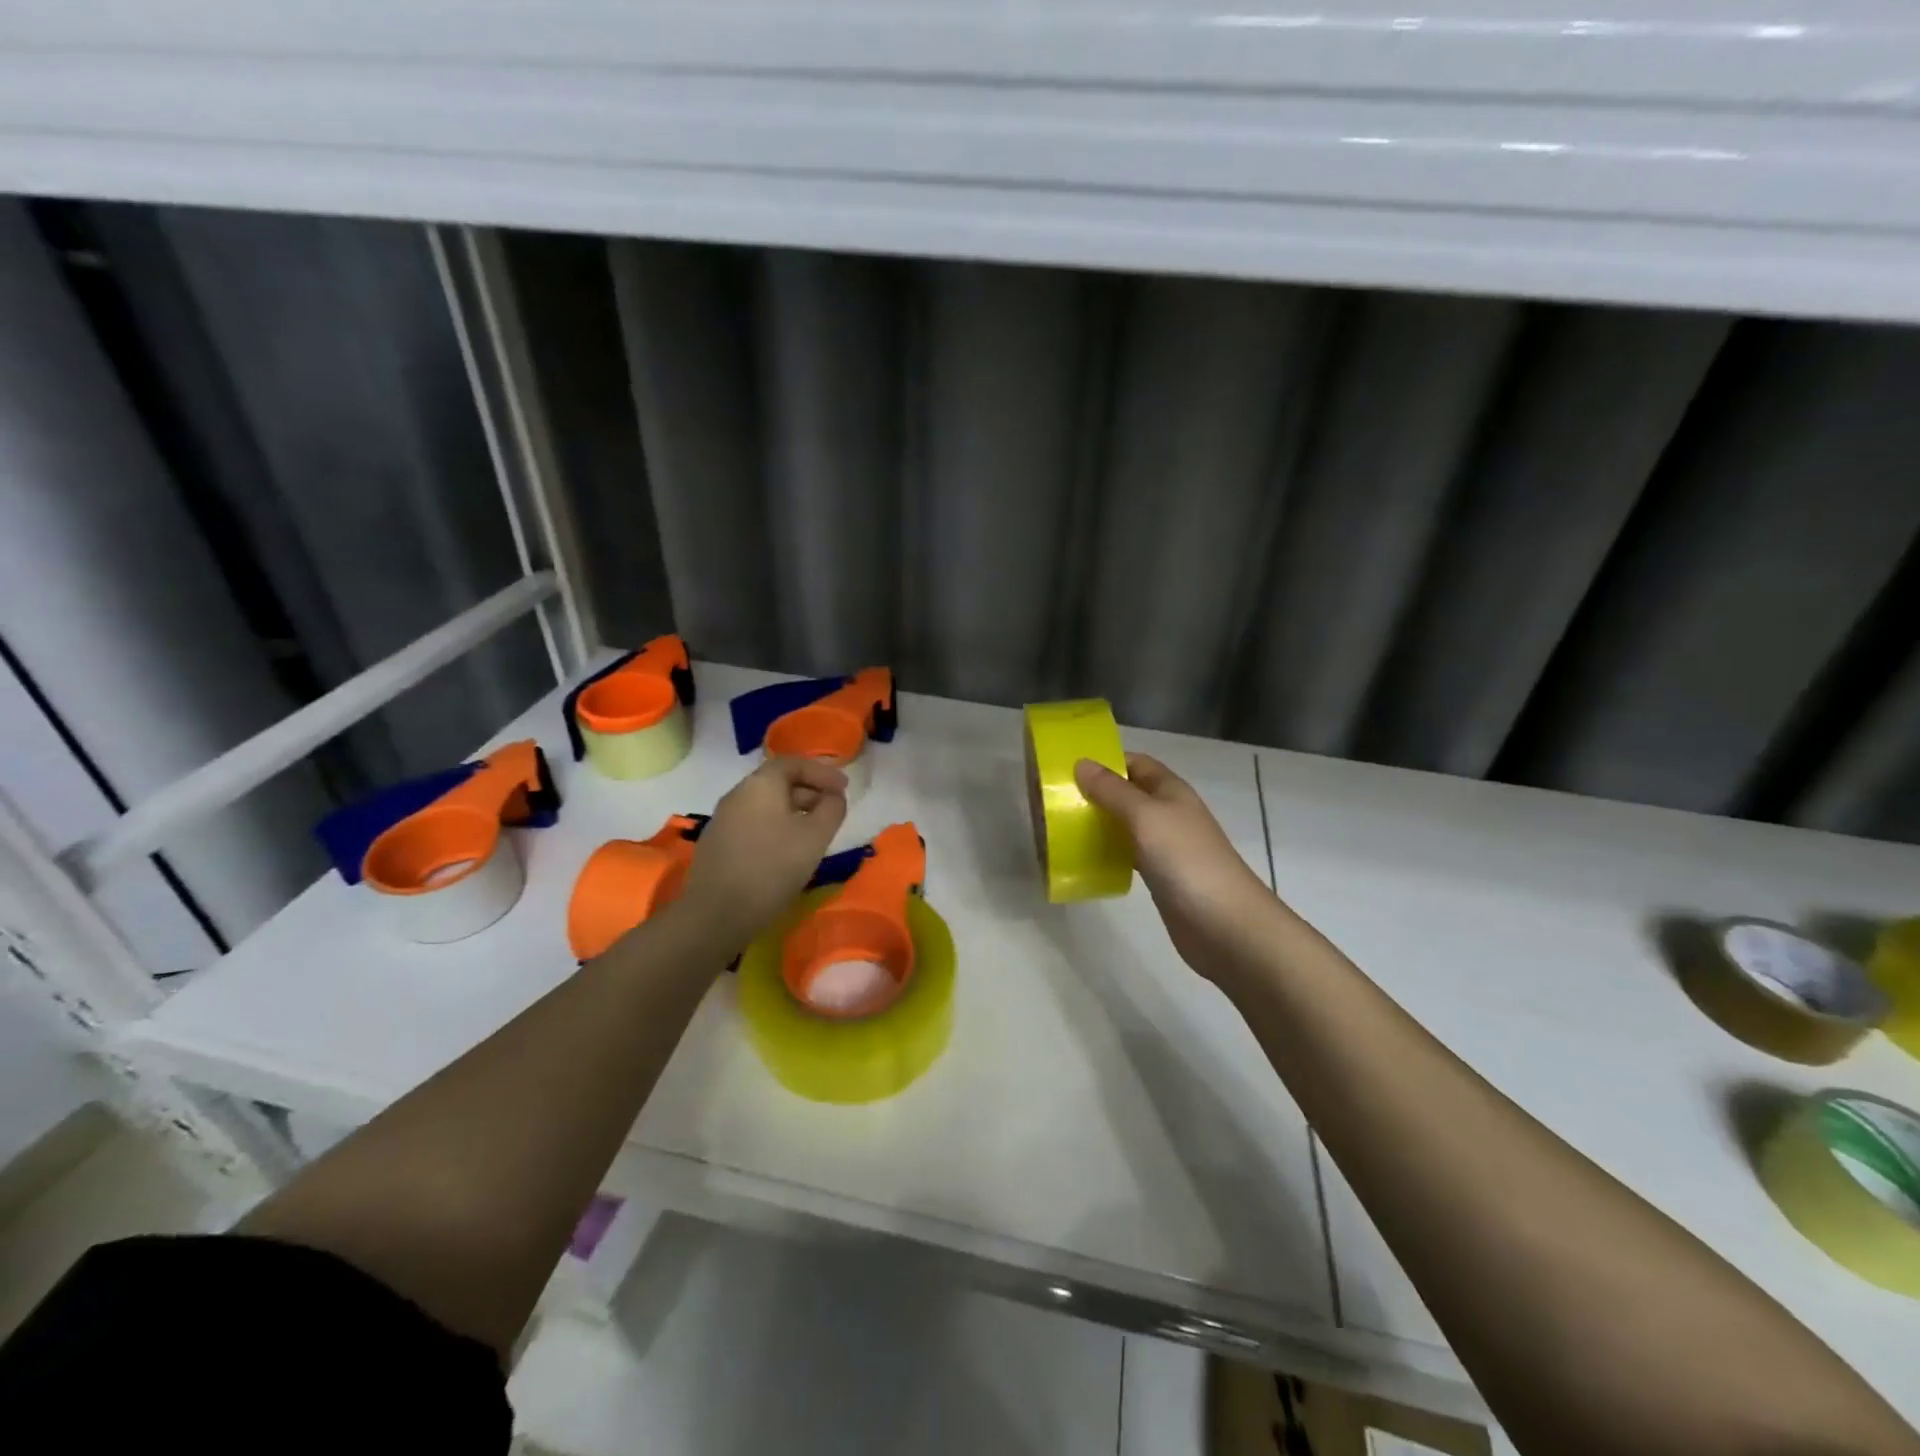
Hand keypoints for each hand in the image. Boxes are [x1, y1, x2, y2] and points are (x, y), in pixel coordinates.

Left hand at [674, 756, 848, 952]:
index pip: (793, 763)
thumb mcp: (815, 836)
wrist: (717, 914)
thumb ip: (832, 809)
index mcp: (760, 784)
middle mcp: (737, 794)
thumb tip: (834, 797)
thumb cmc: (772, 867)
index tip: (845, 788)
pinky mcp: (717, 844)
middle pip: (778, 782)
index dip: (823, 772)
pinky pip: (754, 823)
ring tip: (815, 831)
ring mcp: (723, 820)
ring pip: (765, 804)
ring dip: (794, 811)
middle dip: (810, 791)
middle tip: (833, 808)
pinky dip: (776, 826)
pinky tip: (788, 850)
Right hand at [1074, 753, 1280, 986]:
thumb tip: (1081, 763)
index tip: (1068, 768)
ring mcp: (1165, 846)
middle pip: (1128, 793)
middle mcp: (1168, 813)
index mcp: (1170, 791)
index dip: (1106, 760)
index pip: (1136, 763)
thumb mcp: (1145, 816)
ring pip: (1125, 824)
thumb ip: (1112, 790)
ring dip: (1098, 823)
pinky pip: (1127, 853)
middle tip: (1055, 800)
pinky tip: (1083, 858)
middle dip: (1095, 793)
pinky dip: (1107, 851)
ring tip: (1060, 826)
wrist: (1225, 924)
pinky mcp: (1159, 876)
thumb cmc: (1186, 860)